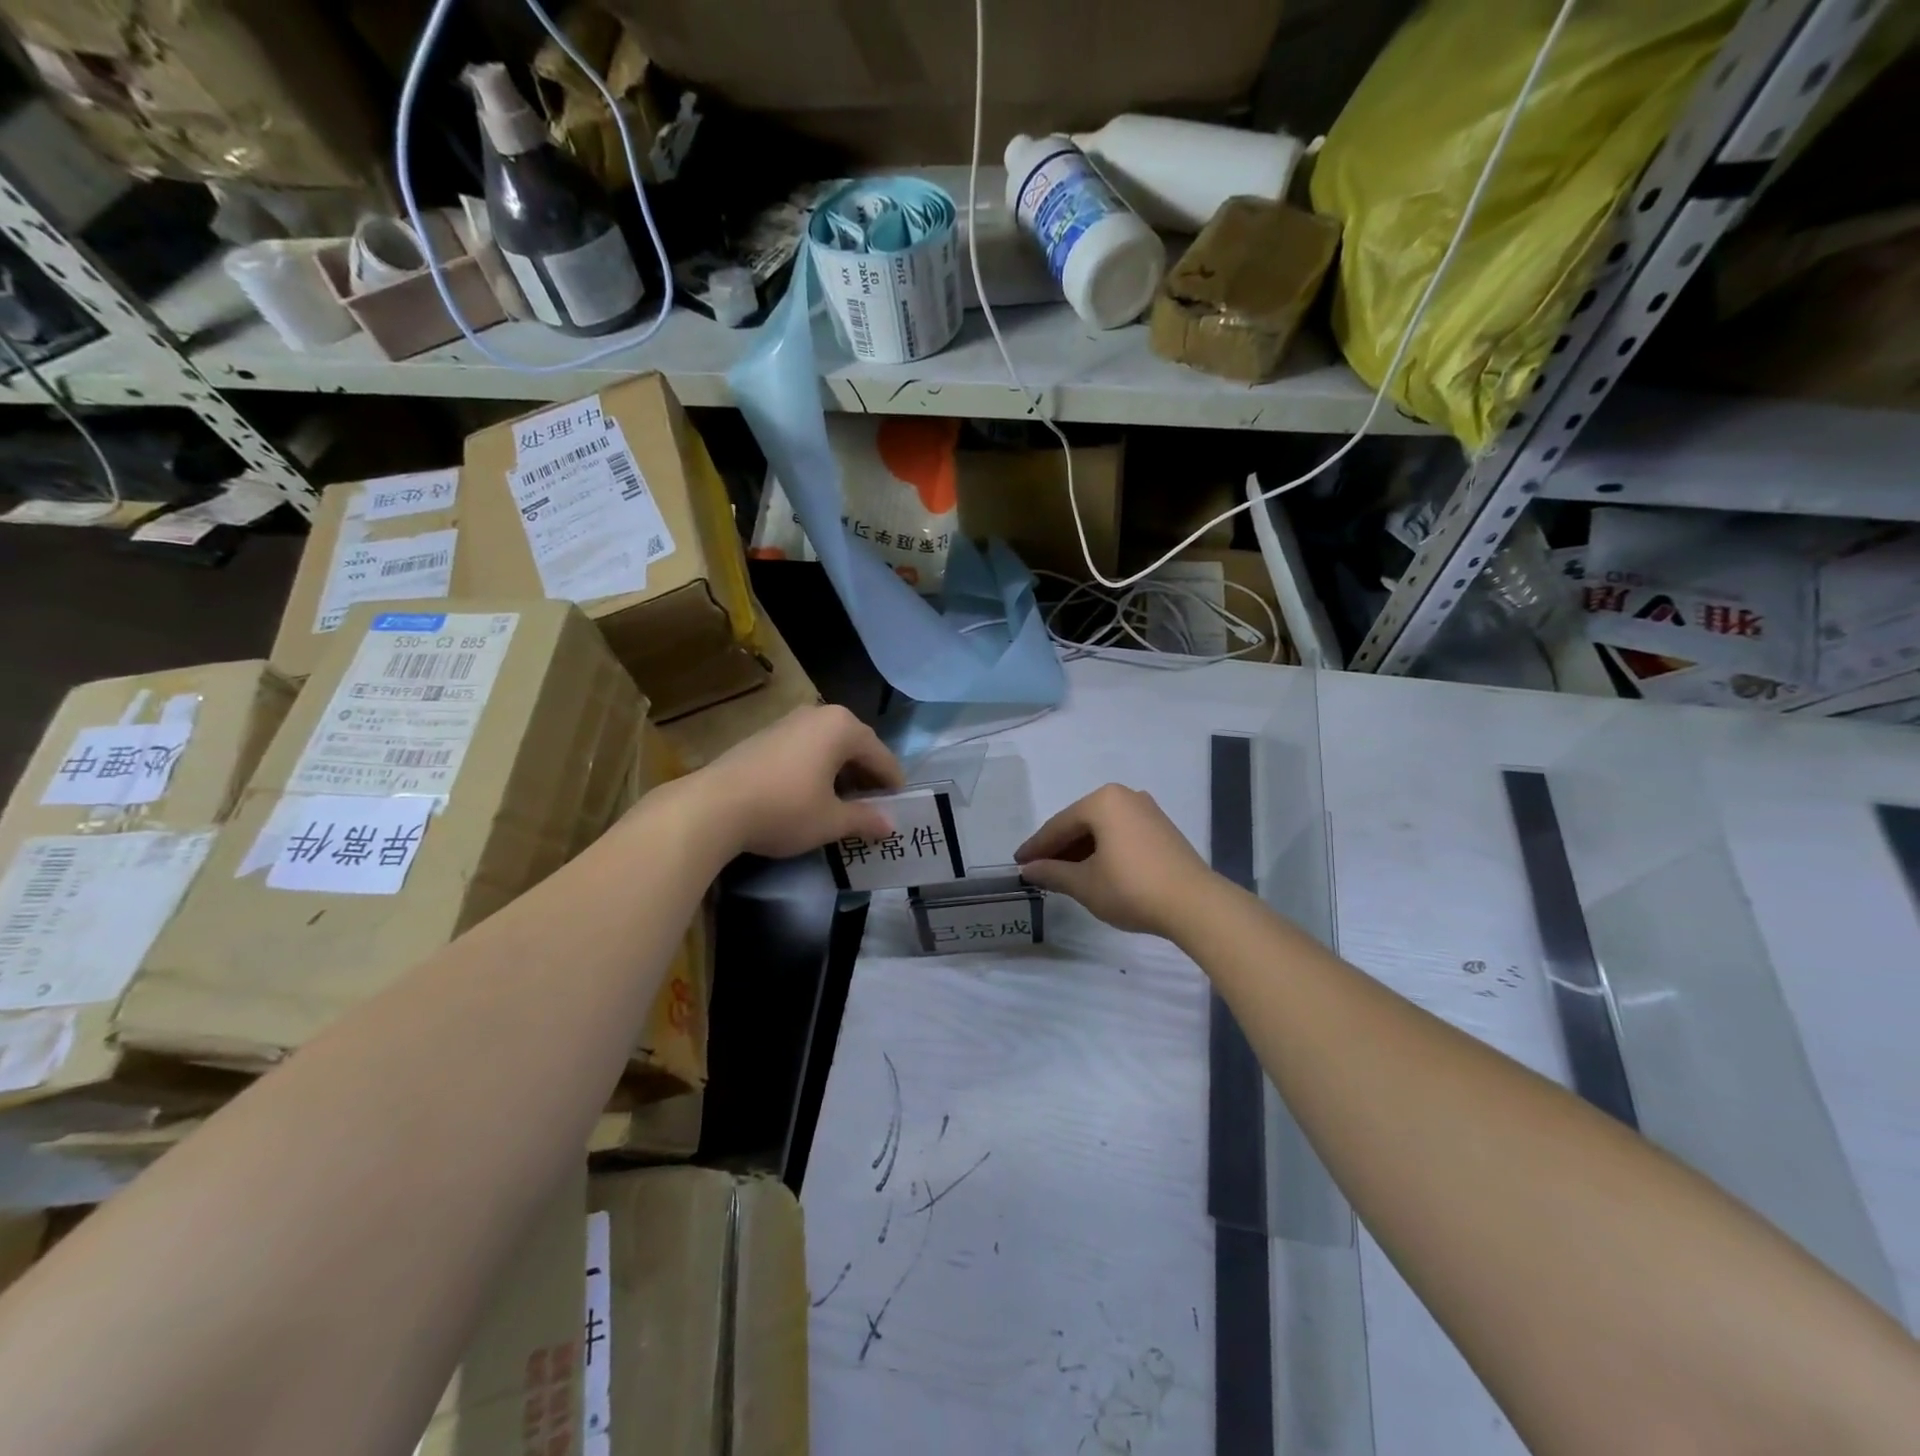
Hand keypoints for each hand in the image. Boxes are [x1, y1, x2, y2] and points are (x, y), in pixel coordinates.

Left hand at [692, 705, 903, 859]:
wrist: (713, 806)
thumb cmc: (784, 809)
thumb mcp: (831, 821)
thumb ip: (864, 819)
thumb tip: (889, 825)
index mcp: (842, 727)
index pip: (880, 755)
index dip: (893, 782)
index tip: (900, 805)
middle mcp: (818, 715)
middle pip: (855, 746)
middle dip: (866, 775)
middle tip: (874, 805)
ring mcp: (788, 722)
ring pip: (828, 746)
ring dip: (840, 772)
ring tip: (843, 803)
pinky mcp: (764, 735)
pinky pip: (805, 749)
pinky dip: (816, 769)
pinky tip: (810, 795)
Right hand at [1015, 784, 1216, 937]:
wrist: (1194, 904)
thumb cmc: (1131, 888)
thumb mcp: (1084, 884)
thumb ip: (1052, 873)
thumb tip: (1029, 870)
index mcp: (1102, 801)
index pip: (1059, 825)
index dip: (1036, 847)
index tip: (1018, 863)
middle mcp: (1125, 796)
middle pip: (1080, 823)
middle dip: (1058, 848)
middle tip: (1038, 869)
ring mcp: (1147, 811)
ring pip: (1101, 829)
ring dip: (1081, 850)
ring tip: (1063, 874)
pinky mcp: (1162, 829)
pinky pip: (1121, 834)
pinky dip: (1103, 850)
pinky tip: (1094, 870)